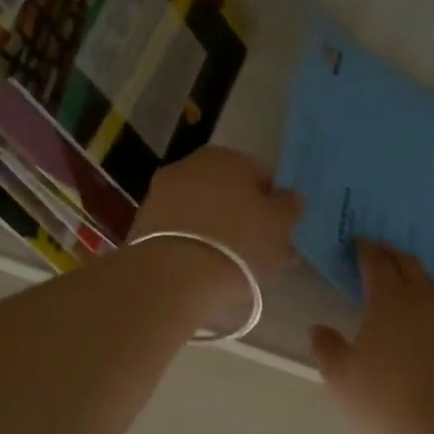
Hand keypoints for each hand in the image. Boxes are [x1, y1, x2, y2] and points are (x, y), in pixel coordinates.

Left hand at [131, 145, 303, 279]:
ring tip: (233, 264)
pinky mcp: (144, 222)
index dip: (276, 203)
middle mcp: (191, 165)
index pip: (262, 175)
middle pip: (229, 191)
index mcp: (227, 157)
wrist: (173, 276)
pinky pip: (182, 229)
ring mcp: (163, 192)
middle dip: (245, 215)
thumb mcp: (279, 226)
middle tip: (259, 248)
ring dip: (218, 229)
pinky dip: (195, 242)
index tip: (281, 231)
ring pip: (203, 209)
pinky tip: (205, 267)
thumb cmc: (238, 243)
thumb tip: (290, 196)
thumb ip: (289, 206)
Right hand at [311, 242, 433, 433]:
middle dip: (393, 254)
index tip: (358, 243)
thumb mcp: (342, 377)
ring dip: (420, 281)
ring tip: (411, 287)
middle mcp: (425, 298)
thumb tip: (318, 329)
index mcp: (389, 299)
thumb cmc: (386, 398)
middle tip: (382, 251)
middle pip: (409, 264)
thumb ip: (327, 348)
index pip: (376, 262)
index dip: (365, 249)